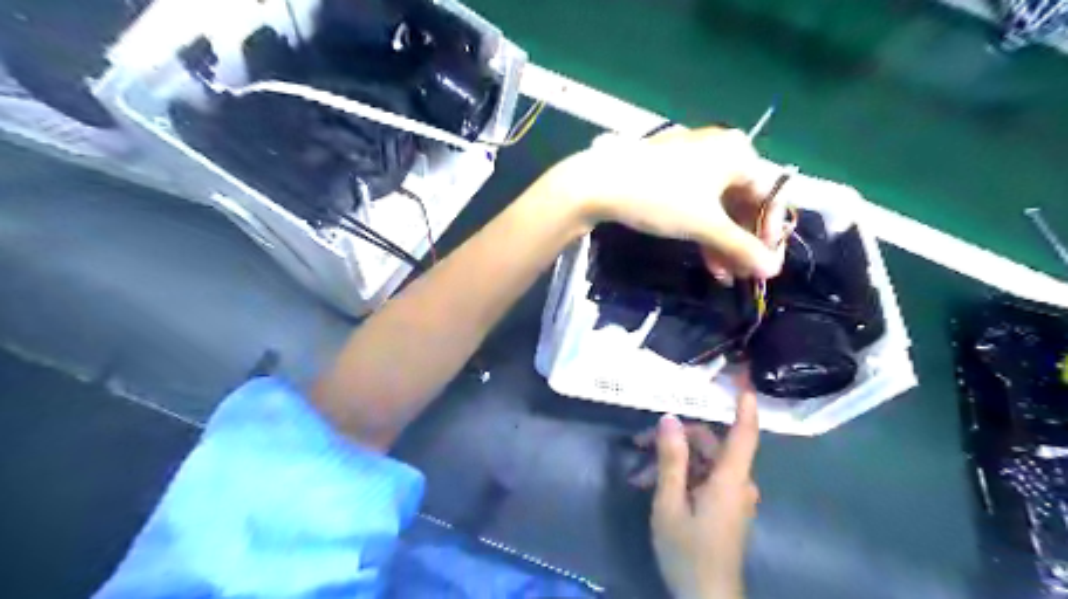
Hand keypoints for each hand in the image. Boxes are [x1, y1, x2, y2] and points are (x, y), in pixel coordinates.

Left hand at [555, 126, 787, 279]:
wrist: (599, 184)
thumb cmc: (660, 198)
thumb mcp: (704, 225)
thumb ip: (741, 248)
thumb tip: (772, 271)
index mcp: (738, 153)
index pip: (770, 195)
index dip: (771, 233)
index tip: (765, 265)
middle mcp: (721, 150)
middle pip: (744, 202)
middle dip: (742, 243)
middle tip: (741, 274)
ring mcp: (693, 160)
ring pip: (719, 206)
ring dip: (723, 242)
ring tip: (722, 275)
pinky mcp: (671, 172)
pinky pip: (699, 202)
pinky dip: (703, 229)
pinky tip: (706, 259)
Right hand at [647, 387, 762, 596]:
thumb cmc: (688, 551)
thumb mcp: (669, 503)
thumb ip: (671, 460)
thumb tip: (669, 419)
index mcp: (730, 479)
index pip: (744, 433)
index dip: (745, 405)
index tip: (743, 379)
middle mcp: (737, 483)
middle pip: (710, 445)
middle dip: (675, 440)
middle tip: (639, 443)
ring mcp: (732, 496)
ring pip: (703, 463)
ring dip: (672, 462)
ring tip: (638, 475)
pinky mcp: (725, 508)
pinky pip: (704, 479)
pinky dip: (681, 477)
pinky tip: (652, 485)